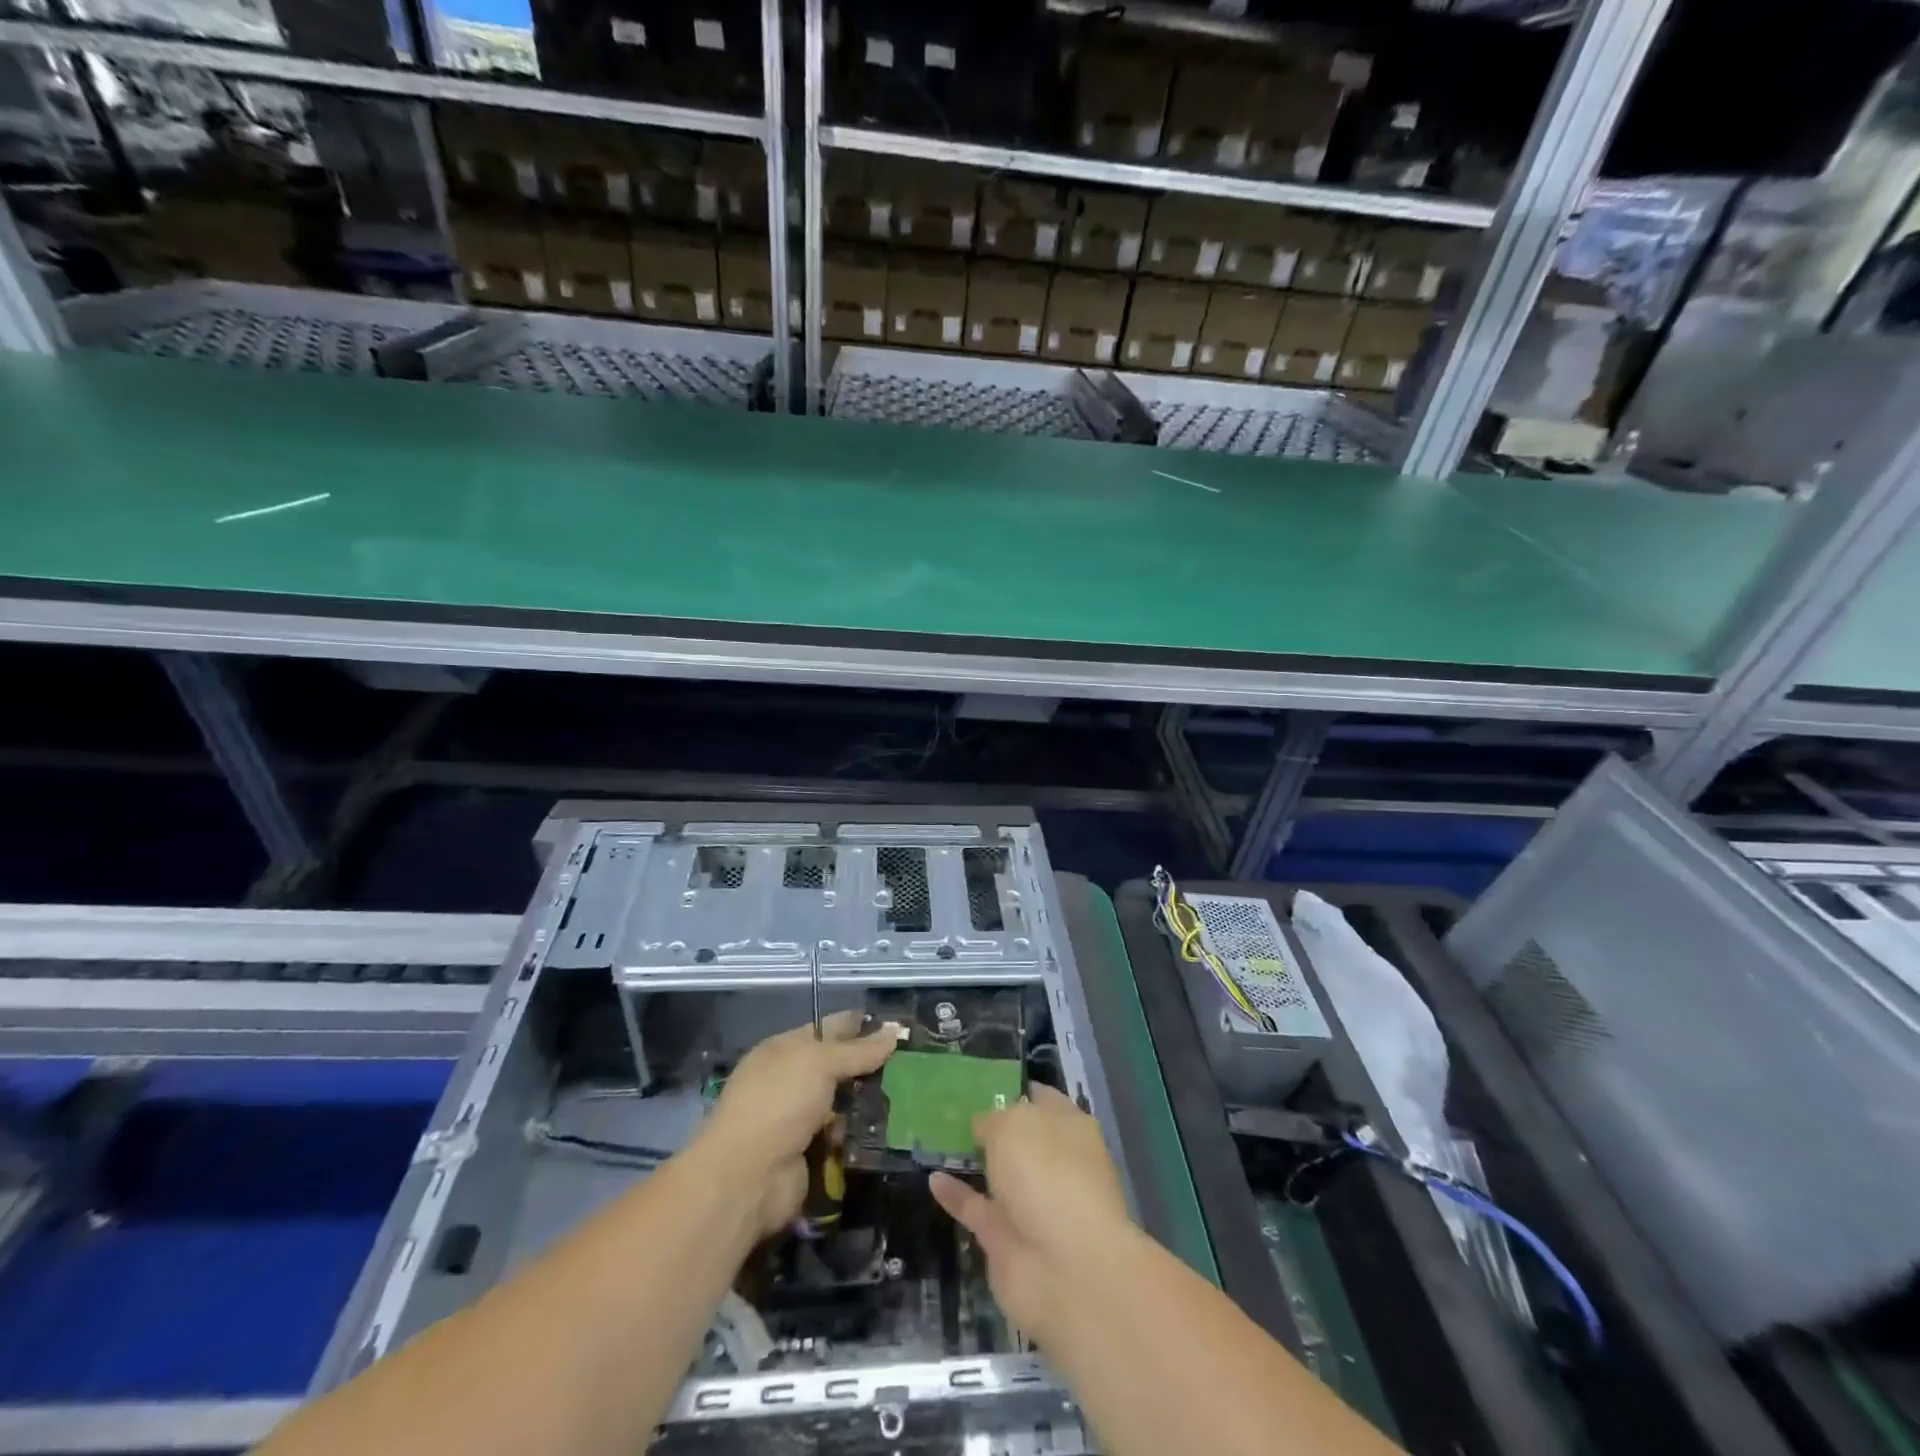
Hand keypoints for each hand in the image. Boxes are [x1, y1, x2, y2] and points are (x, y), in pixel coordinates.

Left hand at [698, 1011, 899, 1237]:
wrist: (747, 1178)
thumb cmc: (779, 1103)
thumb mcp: (820, 1063)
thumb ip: (858, 1049)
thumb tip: (894, 1030)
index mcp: (784, 1049)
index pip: (827, 1028)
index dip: (858, 1025)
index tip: (894, 1027)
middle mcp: (790, 1081)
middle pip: (837, 1067)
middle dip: (868, 1067)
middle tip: (908, 1066)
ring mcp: (798, 1118)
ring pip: (842, 1102)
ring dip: (867, 1103)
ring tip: (905, 1098)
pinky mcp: (809, 1153)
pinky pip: (841, 1136)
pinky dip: (858, 1135)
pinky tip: (886, 1131)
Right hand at [929, 1085, 1136, 1345]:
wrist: (1067, 1271)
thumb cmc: (1049, 1176)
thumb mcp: (1014, 1126)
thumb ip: (993, 1120)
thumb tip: (982, 1126)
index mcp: (1069, 1127)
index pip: (1040, 1098)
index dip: (1012, 1088)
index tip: (979, 1080)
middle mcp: (1054, 1162)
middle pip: (1019, 1137)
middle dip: (991, 1125)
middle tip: (951, 1108)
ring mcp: (1033, 1203)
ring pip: (999, 1174)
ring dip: (973, 1161)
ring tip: (935, 1140)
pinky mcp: (1008, 1240)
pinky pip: (977, 1208)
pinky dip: (957, 1195)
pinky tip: (932, 1179)